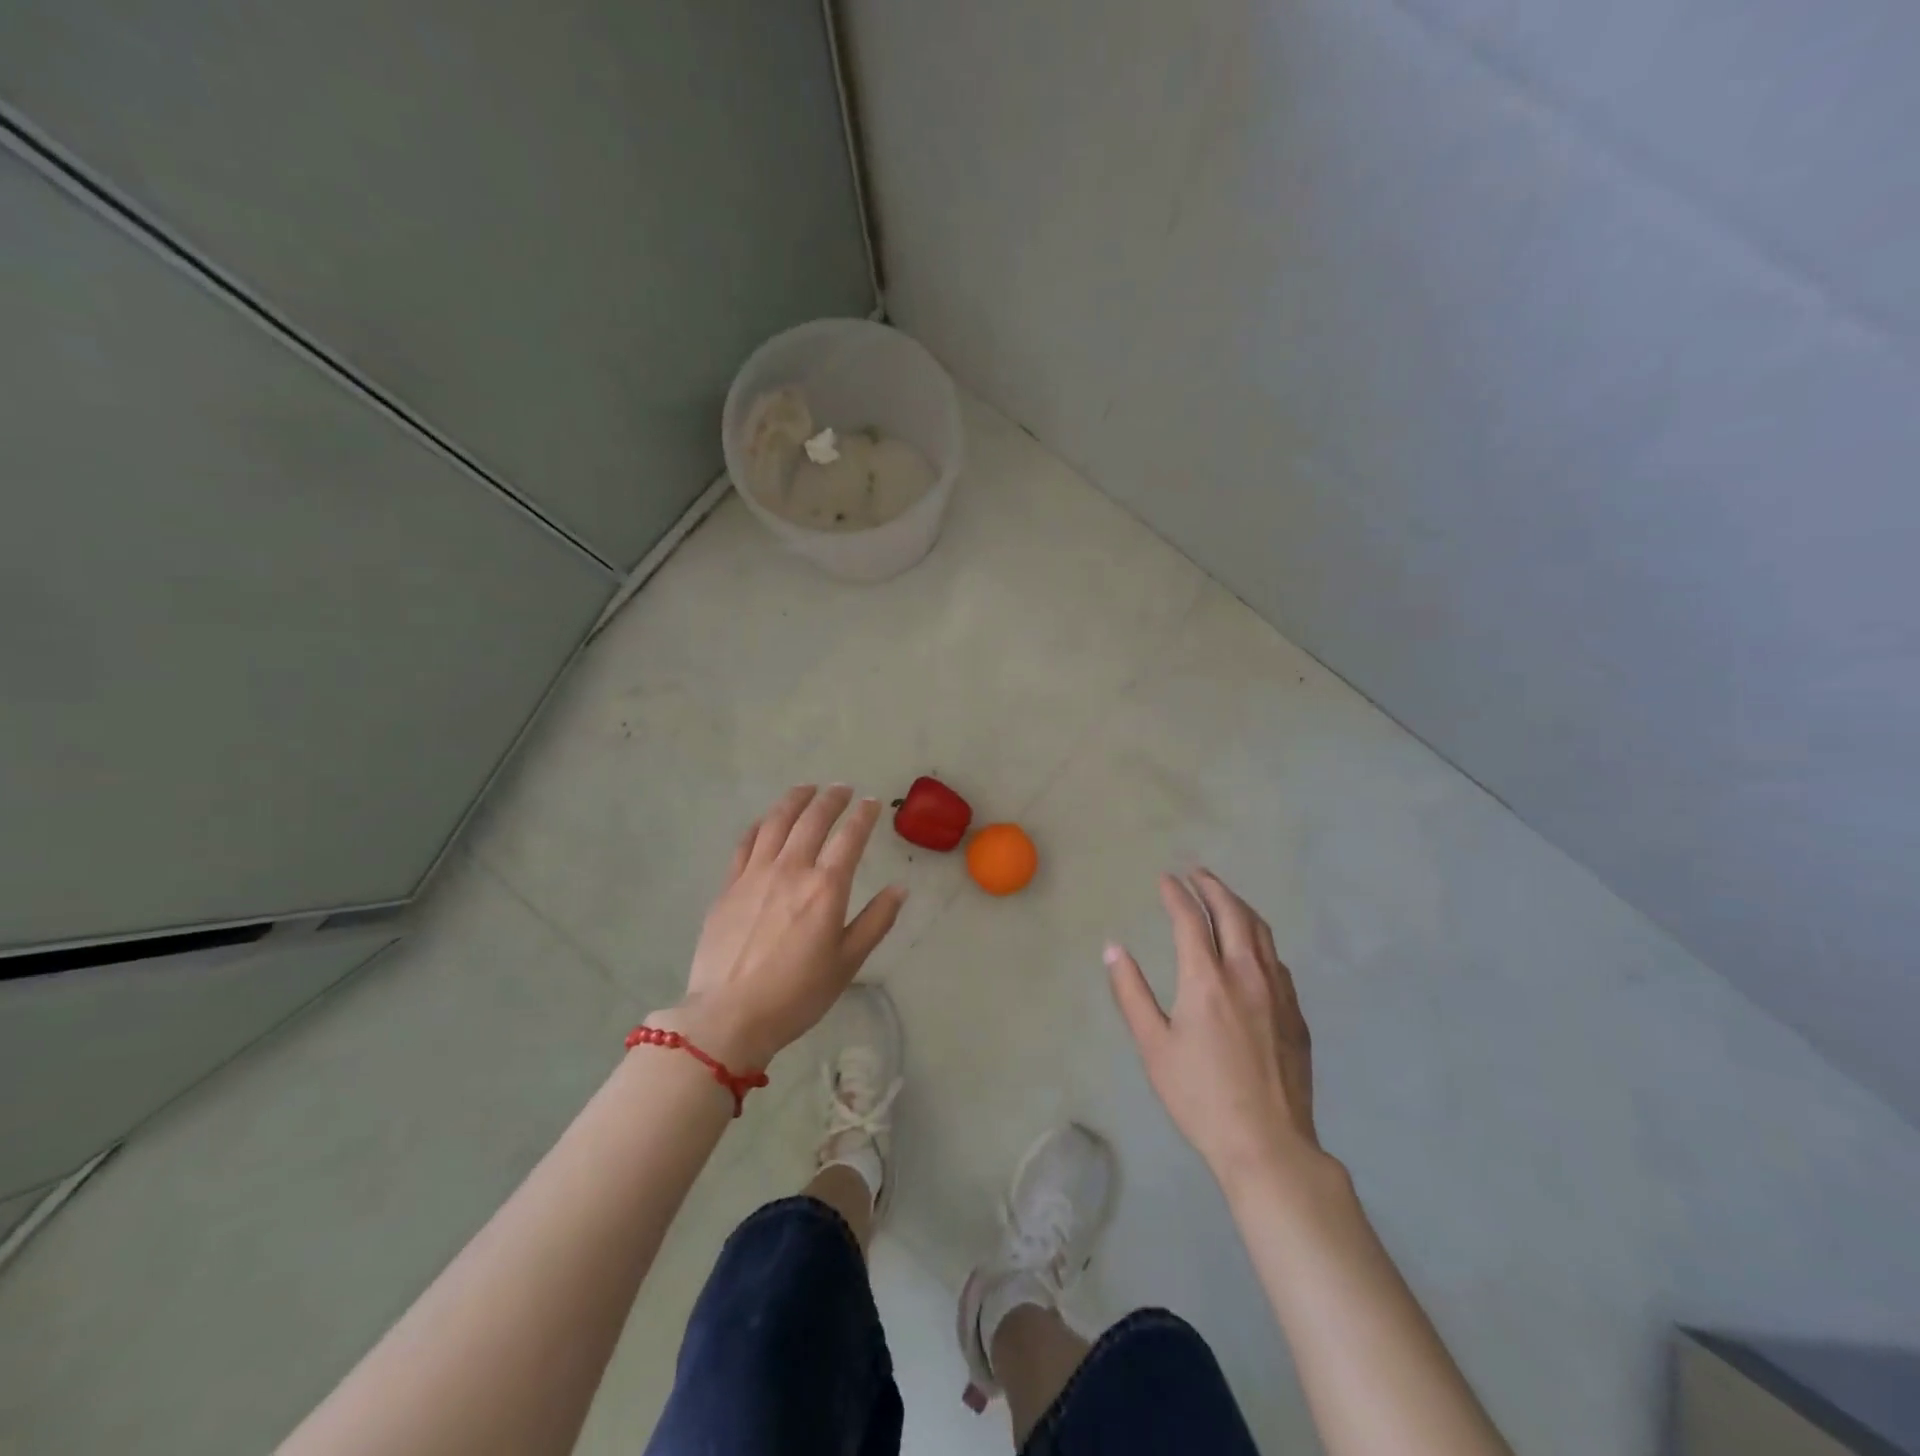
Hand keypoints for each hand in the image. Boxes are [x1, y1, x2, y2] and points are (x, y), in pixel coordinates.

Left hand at [659, 785, 906, 1068]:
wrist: (728, 1016)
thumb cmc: (797, 994)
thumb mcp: (847, 963)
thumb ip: (876, 921)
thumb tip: (900, 889)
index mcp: (825, 888)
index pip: (850, 837)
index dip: (863, 816)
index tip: (871, 803)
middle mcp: (791, 869)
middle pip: (813, 820)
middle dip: (831, 799)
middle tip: (842, 788)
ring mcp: (755, 874)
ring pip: (777, 822)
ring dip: (795, 800)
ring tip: (807, 789)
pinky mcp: (729, 885)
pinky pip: (746, 842)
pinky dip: (762, 824)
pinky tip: (768, 820)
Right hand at [1106, 870, 1319, 1189]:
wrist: (1268, 1145)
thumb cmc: (1200, 1097)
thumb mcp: (1153, 1047)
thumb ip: (1131, 992)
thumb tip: (1113, 948)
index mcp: (1207, 980)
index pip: (1191, 919)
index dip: (1176, 894)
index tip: (1165, 879)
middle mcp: (1246, 974)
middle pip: (1232, 913)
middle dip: (1212, 886)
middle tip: (1196, 872)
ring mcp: (1278, 993)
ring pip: (1261, 932)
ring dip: (1239, 906)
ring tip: (1222, 896)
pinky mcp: (1296, 1014)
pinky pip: (1276, 959)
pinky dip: (1258, 938)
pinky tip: (1251, 946)